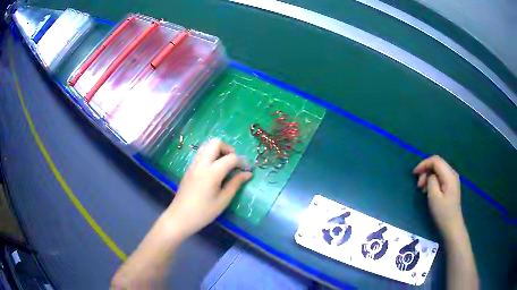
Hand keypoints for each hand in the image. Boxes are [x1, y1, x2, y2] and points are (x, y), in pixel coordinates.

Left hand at [164, 139, 251, 238]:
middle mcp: (201, 164)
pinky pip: (200, 154)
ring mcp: (193, 165)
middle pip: (215, 142)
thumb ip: (235, 184)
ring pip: (206, 146)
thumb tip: (248, 174)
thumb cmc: (203, 212)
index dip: (242, 161)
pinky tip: (214, 171)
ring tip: (224, 165)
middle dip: (228, 149)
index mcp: (211, 172)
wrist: (179, 218)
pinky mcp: (188, 169)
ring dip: (218, 150)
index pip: (231, 158)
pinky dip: (210, 156)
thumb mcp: (223, 201)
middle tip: (233, 163)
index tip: (247, 169)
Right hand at [413, 155, 464, 238]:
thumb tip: (430, 175)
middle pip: (437, 164)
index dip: (424, 163)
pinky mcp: (451, 186)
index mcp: (449, 175)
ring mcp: (452, 180)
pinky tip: (429, 191)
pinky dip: (433, 181)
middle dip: (426, 171)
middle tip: (418, 185)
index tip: (414, 173)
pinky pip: (440, 177)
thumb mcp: (434, 197)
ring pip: (438, 170)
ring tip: (422, 189)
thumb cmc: (443, 213)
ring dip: (428, 176)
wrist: (452, 226)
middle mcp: (452, 173)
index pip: (436, 160)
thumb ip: (431, 181)